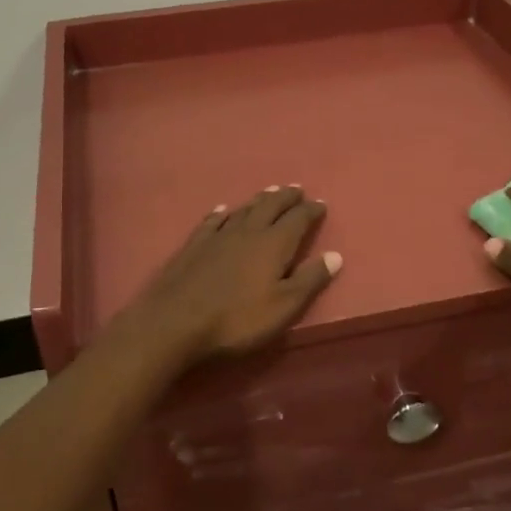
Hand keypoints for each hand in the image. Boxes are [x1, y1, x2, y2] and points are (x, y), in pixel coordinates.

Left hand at [116, 185, 341, 366]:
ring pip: (244, 209)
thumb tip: (335, 255)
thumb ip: (309, 280)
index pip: (298, 219)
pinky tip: (223, 210)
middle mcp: (248, 231)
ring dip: (259, 200)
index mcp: (274, 244)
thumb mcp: (283, 307)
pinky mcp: (194, 245)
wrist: (175, 322)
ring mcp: (218, 236)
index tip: (321, 205)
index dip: (311, 211)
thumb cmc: (237, 319)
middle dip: (286, 197)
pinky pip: (213, 221)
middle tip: (296, 189)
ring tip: (269, 191)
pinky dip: (222, 213)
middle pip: (270, 206)